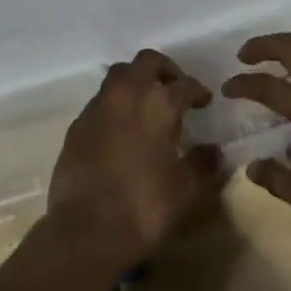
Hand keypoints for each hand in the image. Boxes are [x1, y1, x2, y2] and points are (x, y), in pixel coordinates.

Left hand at [48, 50, 221, 263]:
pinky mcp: (77, 124)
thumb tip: (214, 150)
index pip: (184, 84)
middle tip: (174, 88)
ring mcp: (97, 107)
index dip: (198, 91)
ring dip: (135, 81)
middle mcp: (127, 95)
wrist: (86, 229)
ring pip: (118, 75)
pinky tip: (120, 128)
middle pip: (146, 62)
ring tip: (146, 104)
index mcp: (159, 104)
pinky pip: (100, 101)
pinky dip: (114, 104)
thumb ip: (203, 164)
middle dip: (164, 69)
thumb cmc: (145, 207)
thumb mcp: (186, 190)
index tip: (204, 101)